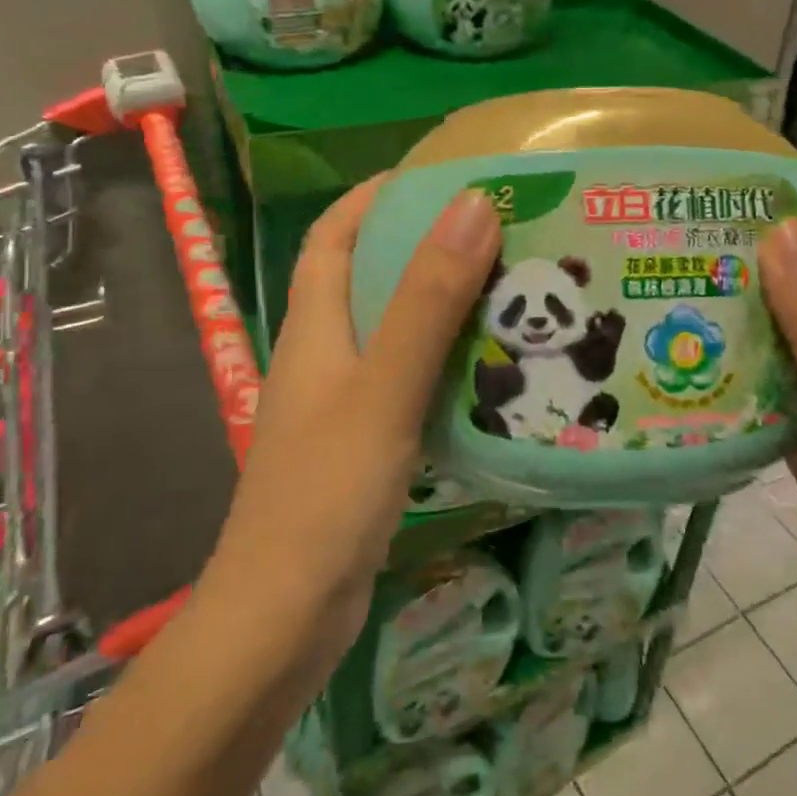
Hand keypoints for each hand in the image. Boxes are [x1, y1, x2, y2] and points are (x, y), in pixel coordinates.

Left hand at [201, 179, 500, 688]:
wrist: (282, 620)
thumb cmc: (325, 494)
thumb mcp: (384, 387)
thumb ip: (427, 299)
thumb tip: (473, 204)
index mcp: (314, 327)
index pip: (334, 235)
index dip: (376, 196)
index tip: (439, 175)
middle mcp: (324, 356)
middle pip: (370, 278)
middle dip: (426, 247)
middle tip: (500, 233)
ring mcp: (343, 405)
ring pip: (396, 333)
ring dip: (444, 307)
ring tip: (514, 292)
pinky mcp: (365, 446)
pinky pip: (410, 383)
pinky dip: (448, 365)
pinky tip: (496, 373)